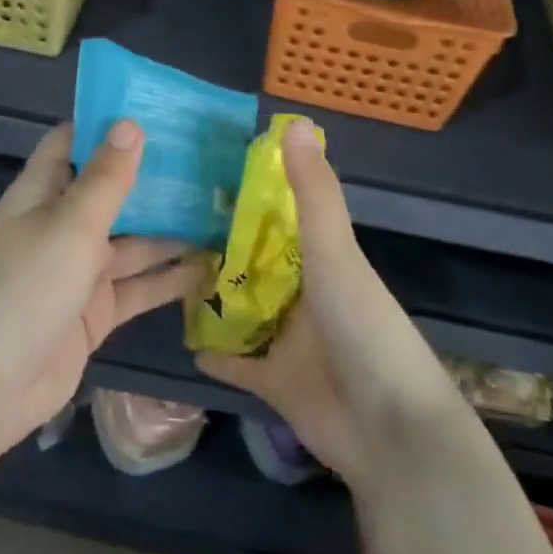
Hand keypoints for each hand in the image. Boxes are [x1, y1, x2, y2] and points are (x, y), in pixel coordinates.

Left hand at [0, 120, 211, 460]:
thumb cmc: (23, 289)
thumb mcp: (69, 226)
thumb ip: (105, 179)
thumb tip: (129, 123)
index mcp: (42, 194)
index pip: (73, 144)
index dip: (107, 125)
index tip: (158, 110)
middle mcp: (61, 226)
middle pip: (111, 193)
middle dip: (154, 179)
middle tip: (212, 161)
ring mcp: (79, 273)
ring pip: (132, 242)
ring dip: (171, 231)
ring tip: (225, 212)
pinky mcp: (94, 313)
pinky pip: (138, 288)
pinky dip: (169, 279)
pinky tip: (211, 268)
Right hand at [195, 118, 466, 492]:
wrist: (390, 431)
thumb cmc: (363, 329)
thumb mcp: (335, 253)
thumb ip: (312, 194)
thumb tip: (294, 122)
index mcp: (323, 260)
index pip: (279, 220)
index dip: (245, 197)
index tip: (200, 175)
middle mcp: (305, 296)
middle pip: (255, 264)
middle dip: (217, 247)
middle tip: (162, 222)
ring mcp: (289, 341)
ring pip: (242, 310)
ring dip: (211, 297)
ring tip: (161, 272)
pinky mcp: (275, 383)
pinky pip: (237, 363)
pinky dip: (214, 353)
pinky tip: (180, 339)